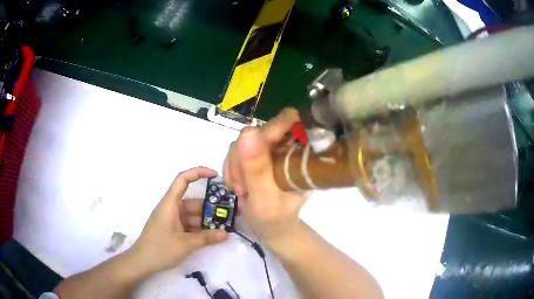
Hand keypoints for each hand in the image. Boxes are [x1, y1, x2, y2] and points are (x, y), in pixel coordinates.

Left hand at [130, 167, 227, 273]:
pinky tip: (213, 235)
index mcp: (170, 204)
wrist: (143, 262)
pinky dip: (200, 229)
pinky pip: (189, 224)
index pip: (182, 180)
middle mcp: (171, 208)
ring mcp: (172, 219)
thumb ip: (206, 238)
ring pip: (193, 215)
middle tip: (230, 212)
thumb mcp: (185, 244)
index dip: (198, 172)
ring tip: (225, 226)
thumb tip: (226, 234)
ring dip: (207, 220)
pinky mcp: (173, 229)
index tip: (215, 175)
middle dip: (211, 207)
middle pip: (193, 201)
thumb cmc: (160, 248)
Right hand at [223, 108, 307, 244]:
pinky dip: (231, 167)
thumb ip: (256, 169)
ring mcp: (270, 149)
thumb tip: (248, 132)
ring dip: (236, 165)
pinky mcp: (256, 154)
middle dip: (244, 157)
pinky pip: (236, 149)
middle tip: (244, 186)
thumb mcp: (265, 198)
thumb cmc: (274, 218)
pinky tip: (237, 185)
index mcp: (301, 153)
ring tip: (241, 190)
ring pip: (244, 140)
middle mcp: (288, 146)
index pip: (288, 120)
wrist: (270, 228)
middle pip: (259, 130)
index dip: (270, 131)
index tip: (255, 157)